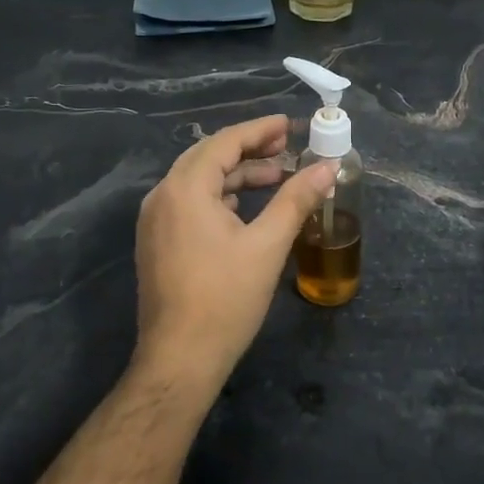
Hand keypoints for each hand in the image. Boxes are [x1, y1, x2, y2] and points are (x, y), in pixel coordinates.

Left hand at [134, 115, 336, 390]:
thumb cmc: (225, 299)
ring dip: (236, 175)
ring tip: (276, 176)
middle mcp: (162, 196)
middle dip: (248, 149)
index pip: (224, 142)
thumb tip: (328, 167)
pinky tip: (245, 208)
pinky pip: (189, 203)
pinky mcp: (157, 242)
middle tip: (286, 146)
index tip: (289, 124)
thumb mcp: (268, 245)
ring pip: (198, 181)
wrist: (180, 359)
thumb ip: (296, 199)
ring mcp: (155, 221)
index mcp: (185, 189)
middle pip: (208, 157)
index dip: (259, 130)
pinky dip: (219, 197)